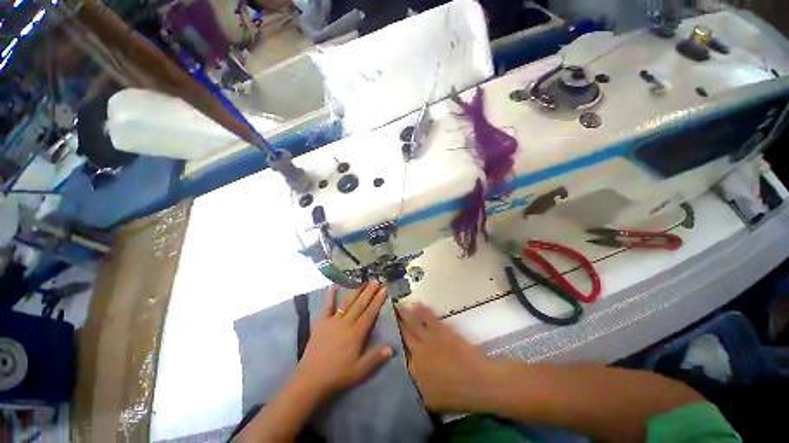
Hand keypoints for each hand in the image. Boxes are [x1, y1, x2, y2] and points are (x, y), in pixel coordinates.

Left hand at [295, 282, 392, 399]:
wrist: (311, 378)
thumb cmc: (338, 374)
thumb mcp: (360, 370)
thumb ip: (375, 358)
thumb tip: (392, 347)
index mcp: (356, 333)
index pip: (370, 313)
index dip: (377, 301)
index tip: (384, 289)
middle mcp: (346, 323)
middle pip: (360, 304)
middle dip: (369, 291)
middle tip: (376, 280)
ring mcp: (333, 321)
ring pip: (347, 303)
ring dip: (356, 291)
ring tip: (363, 281)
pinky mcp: (321, 322)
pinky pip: (327, 306)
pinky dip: (331, 296)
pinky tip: (334, 286)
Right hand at [397, 303, 494, 411]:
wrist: (476, 382)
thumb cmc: (456, 395)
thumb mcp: (430, 401)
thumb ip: (416, 389)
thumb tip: (409, 382)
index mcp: (413, 370)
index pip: (400, 354)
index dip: (393, 343)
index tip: (387, 334)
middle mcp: (417, 352)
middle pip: (403, 335)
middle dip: (395, 323)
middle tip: (388, 313)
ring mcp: (428, 339)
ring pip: (412, 323)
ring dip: (404, 314)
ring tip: (397, 305)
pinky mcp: (440, 330)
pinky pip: (428, 317)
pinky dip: (421, 310)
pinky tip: (416, 304)